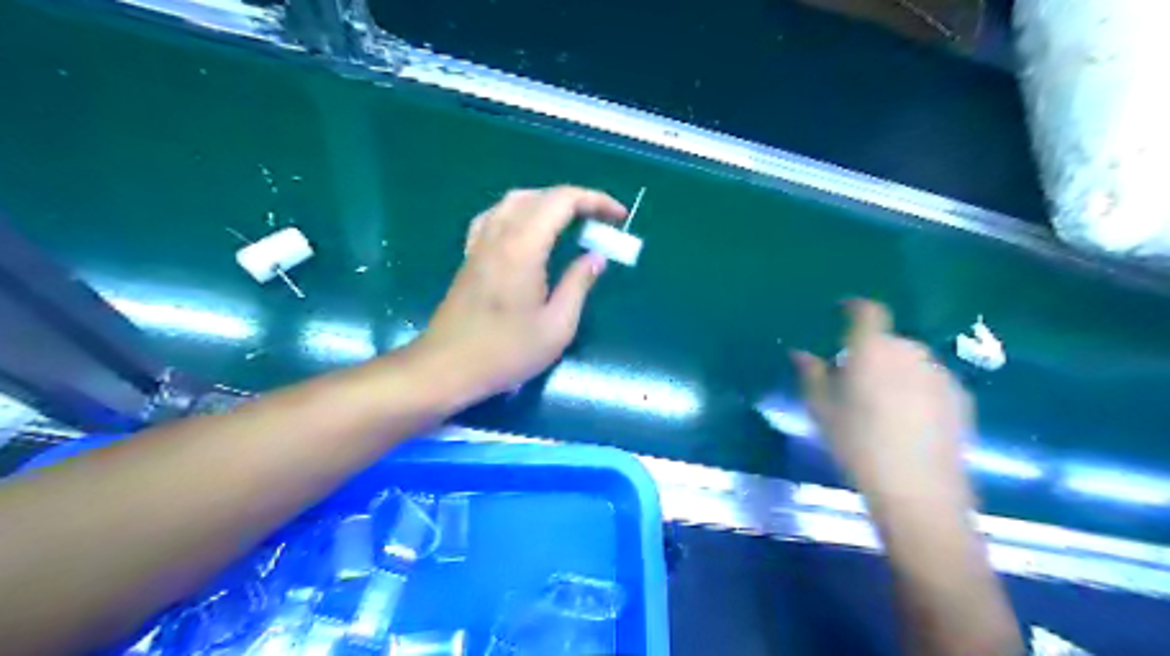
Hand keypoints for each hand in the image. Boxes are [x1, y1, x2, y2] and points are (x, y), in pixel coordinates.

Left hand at [416, 184, 624, 405]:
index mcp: (523, 248)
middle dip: (575, 200)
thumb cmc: (506, 352)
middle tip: (600, 221)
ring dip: (547, 203)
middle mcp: (498, 235)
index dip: (595, 200)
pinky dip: (520, 214)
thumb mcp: (557, 326)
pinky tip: (528, 233)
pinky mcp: (470, 257)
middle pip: (538, 195)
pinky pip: (496, 217)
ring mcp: (479, 244)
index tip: (619, 217)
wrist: (447, 368)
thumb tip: (596, 258)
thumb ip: (578, 285)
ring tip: (570, 223)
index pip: (562, 201)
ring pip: (514, 201)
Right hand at [790, 300, 975, 501]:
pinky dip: (917, 389)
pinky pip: (931, 381)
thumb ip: (811, 374)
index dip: (855, 307)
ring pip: (910, 361)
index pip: (867, 311)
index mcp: (872, 349)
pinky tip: (909, 420)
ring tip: (883, 404)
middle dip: (871, 351)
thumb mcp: (822, 409)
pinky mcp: (961, 397)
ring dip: (895, 370)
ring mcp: (939, 374)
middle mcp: (909, 351)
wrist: (918, 488)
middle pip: (887, 340)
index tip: (842, 311)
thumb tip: (800, 353)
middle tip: (855, 379)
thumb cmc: (858, 443)